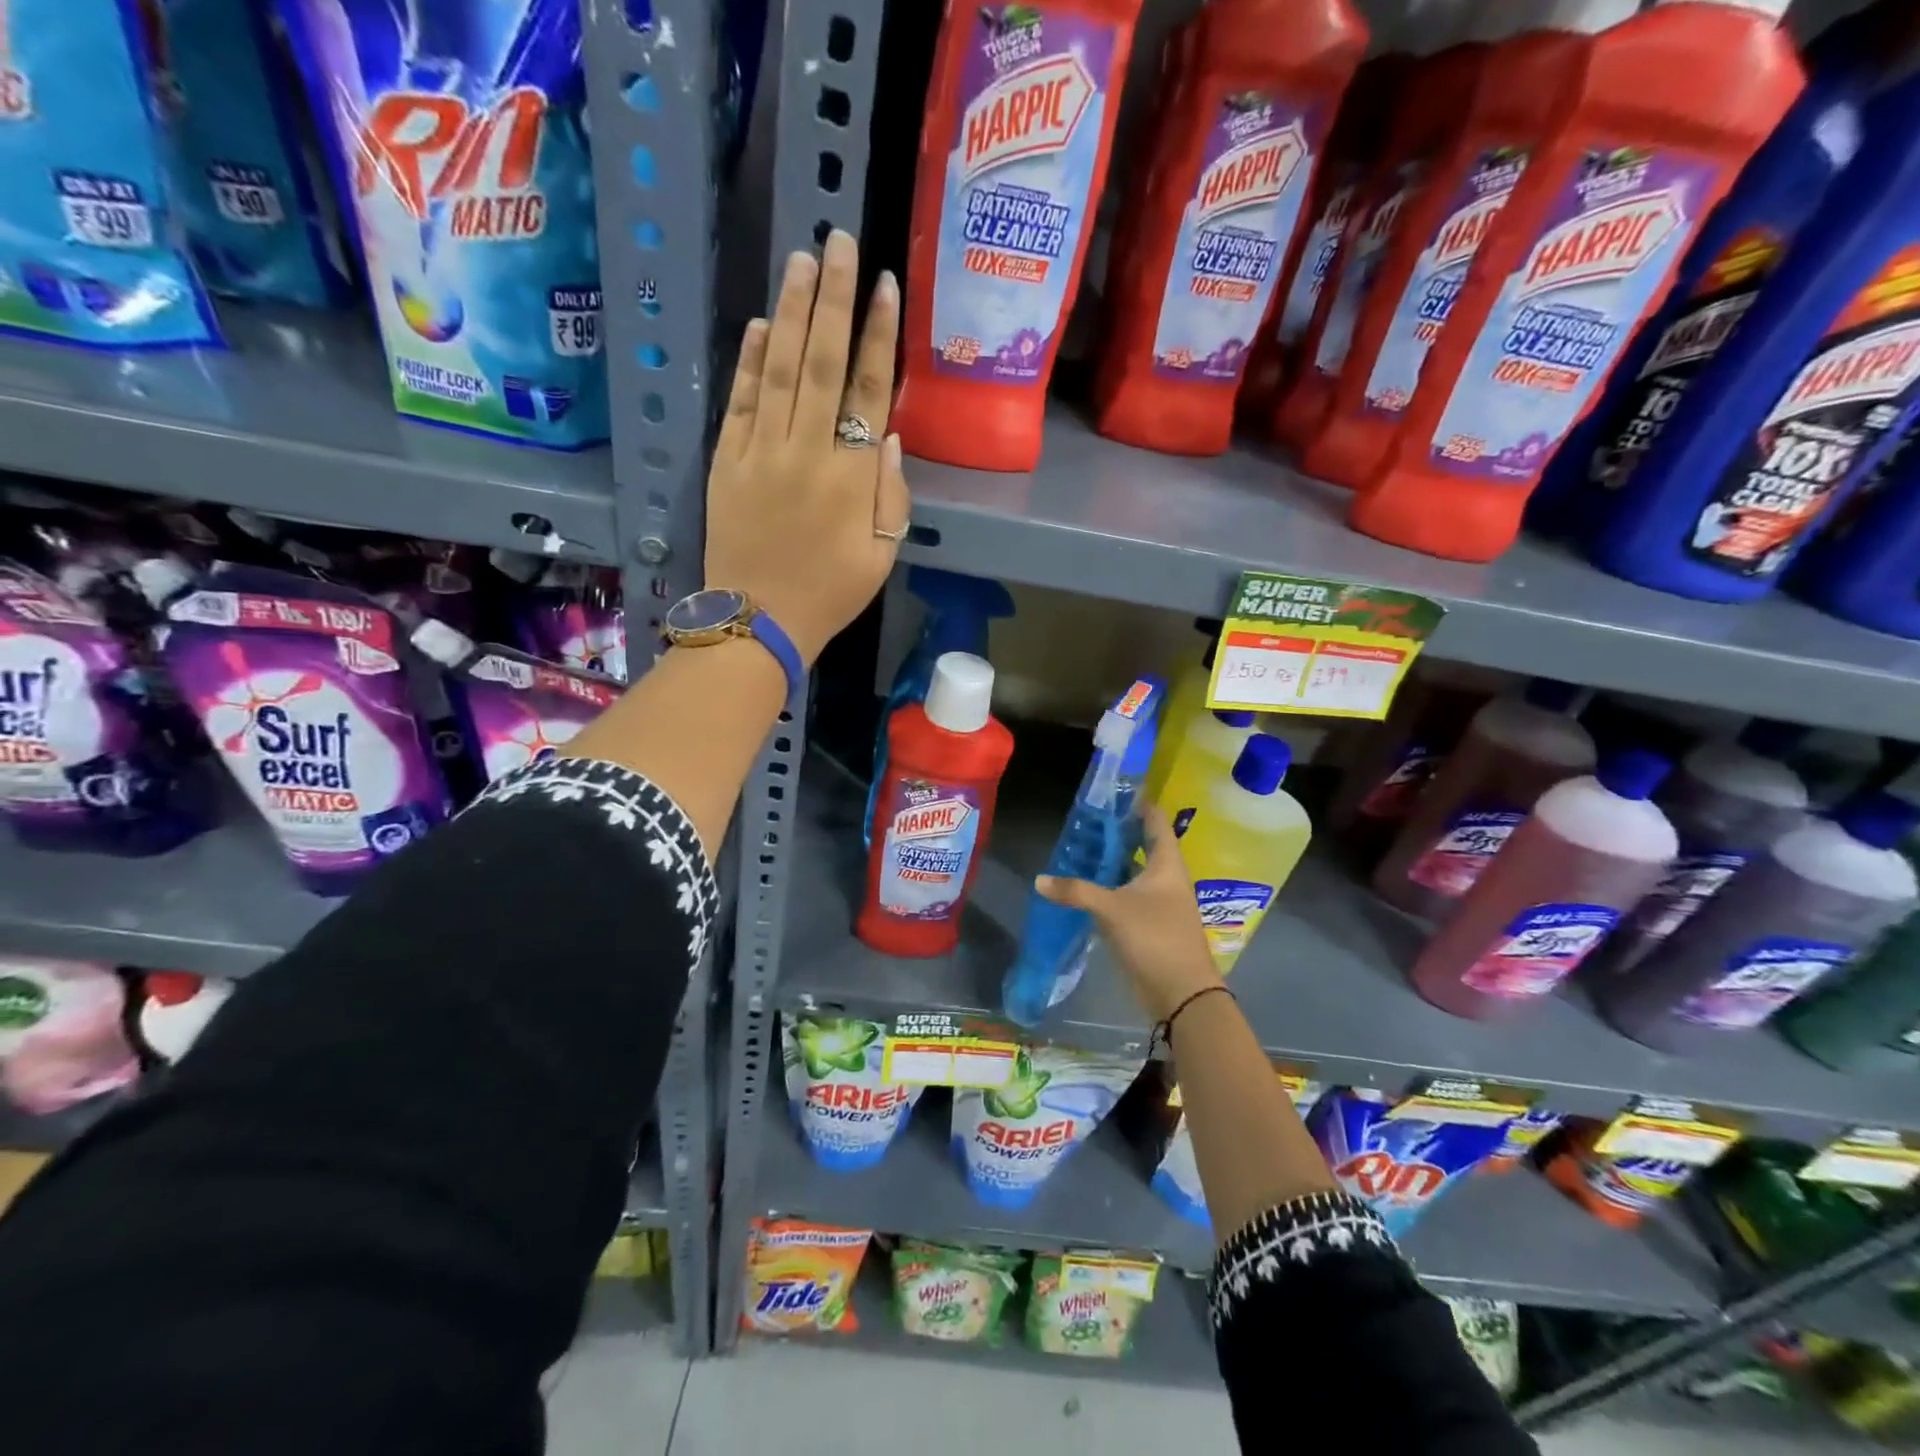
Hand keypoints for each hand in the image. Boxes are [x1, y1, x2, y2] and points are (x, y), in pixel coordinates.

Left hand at [706, 230, 909, 665]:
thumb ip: (891, 497)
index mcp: (852, 477)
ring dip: (793, 312)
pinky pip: (741, 401)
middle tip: (840, 241)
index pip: (869, 391)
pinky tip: (763, 324)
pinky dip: (752, 361)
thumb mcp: (881, 557)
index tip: (886, 287)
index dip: (879, 336)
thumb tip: (889, 436)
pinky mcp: (727, 461)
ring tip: (803, 260)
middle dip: (835, 299)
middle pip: (823, 362)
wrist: (758, 621)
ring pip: (781, 369)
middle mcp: (807, 451)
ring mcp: (761, 452)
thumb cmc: (830, 594)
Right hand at [1036, 804, 1221, 1024]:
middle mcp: (1165, 878)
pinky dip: (1107, 888)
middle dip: (1116, 833)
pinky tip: (1082, 886)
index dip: (1138, 804)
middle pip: (1142, 845)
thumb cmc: (1155, 938)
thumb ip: (1076, 891)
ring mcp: (1158, 902)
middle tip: (1085, 820)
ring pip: (1131, 872)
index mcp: (1167, 864)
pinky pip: (1125, 896)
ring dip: (1110, 862)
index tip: (1113, 792)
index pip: (1155, 822)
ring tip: (1078, 848)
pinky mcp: (1148, 924)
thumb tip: (1040, 880)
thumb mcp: (1112, 910)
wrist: (1181, 993)